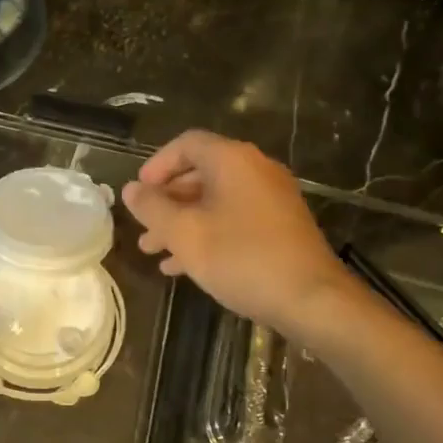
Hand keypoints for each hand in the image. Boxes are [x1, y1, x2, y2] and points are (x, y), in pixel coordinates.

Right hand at [121, 130, 353, 337]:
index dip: (156, 165)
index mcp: (233, 160)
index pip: (186, 144)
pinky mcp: (280, 225)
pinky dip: (207, 233)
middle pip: (200, 173)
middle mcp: (255, 169)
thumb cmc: (241, 258)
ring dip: (182, 222)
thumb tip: (131, 189)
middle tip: (142, 226)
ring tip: (153, 251)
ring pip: (215, 200)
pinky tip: (183, 266)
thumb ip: (153, 208)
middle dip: (166, 201)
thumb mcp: (186, 234)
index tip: (138, 193)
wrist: (311, 298)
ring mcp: (271, 198)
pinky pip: (234, 218)